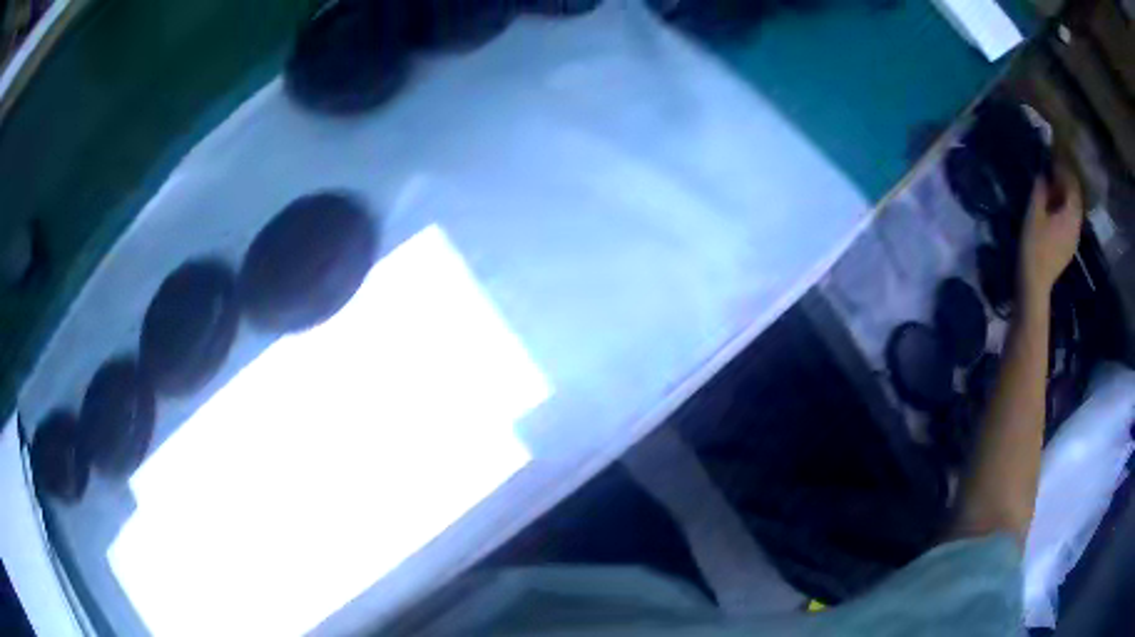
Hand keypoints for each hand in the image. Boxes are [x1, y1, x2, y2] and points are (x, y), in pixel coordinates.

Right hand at [1019, 168, 1083, 304]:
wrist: (1035, 284)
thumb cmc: (1034, 245)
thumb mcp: (1034, 213)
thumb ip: (1040, 190)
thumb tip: (1043, 174)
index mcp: (1070, 215)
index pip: (1073, 186)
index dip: (1065, 170)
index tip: (1054, 159)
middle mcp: (1076, 226)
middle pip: (1075, 199)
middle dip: (1066, 184)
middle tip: (1053, 172)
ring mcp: (1073, 239)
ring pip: (1073, 211)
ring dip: (1065, 198)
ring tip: (1052, 190)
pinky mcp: (1068, 248)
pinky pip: (1070, 223)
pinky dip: (1064, 211)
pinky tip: (1054, 210)